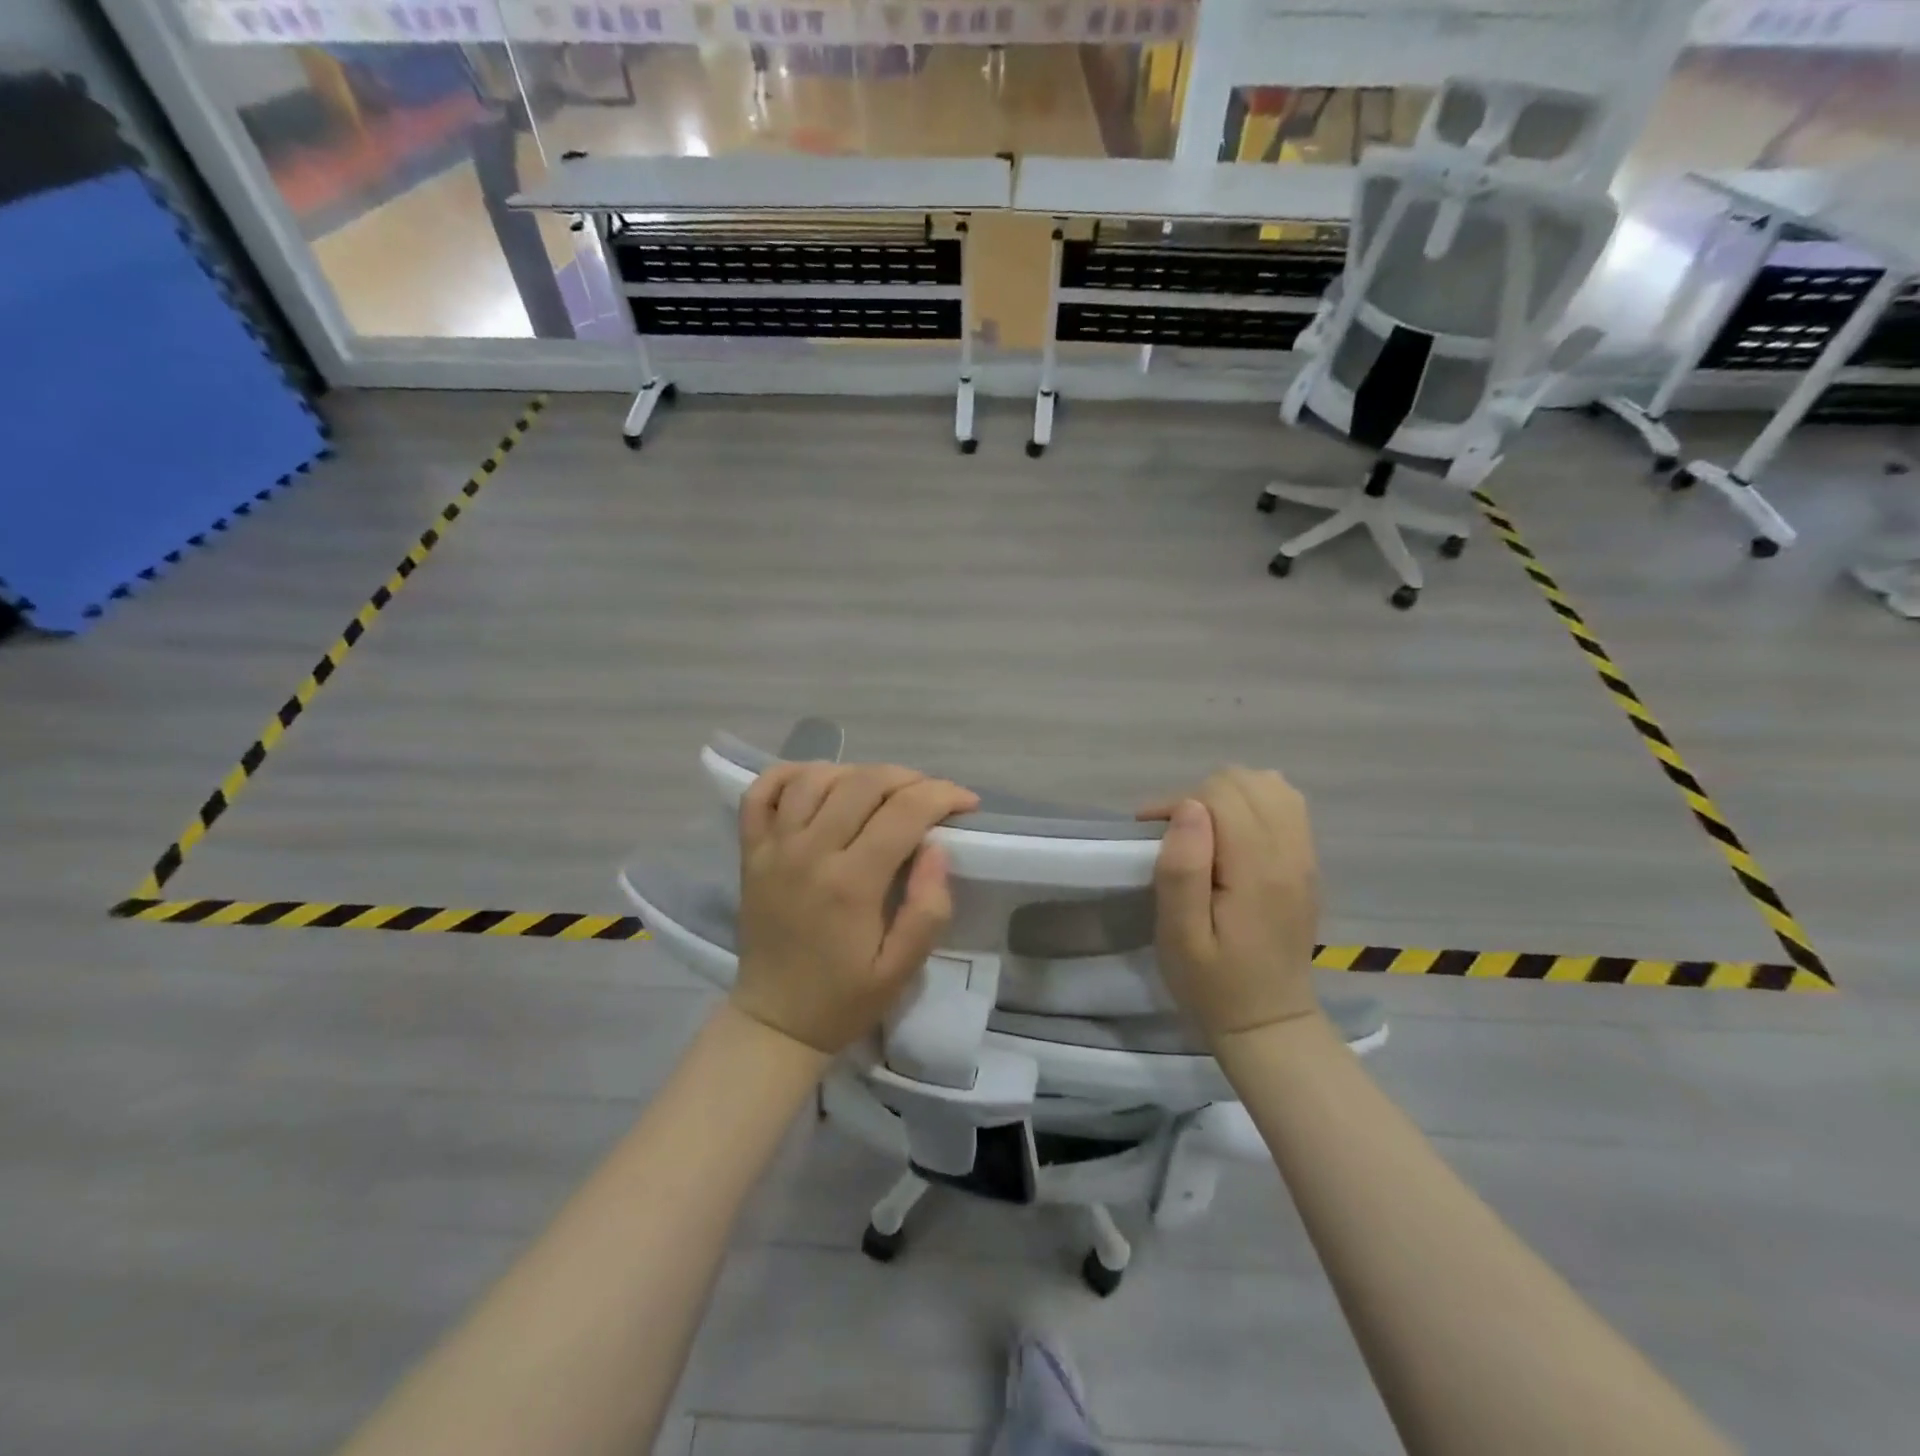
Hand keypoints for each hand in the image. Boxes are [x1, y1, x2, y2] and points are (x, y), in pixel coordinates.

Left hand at [733, 762, 979, 1055]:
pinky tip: (820, 781)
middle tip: (931, 796)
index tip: (967, 803)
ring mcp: (773, 848)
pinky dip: (792, 773)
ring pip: (816, 777)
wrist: (775, 1021)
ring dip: (857, 773)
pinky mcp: (750, 851)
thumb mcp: (902, 969)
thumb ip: (928, 909)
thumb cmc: (844, 998)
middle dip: (909, 778)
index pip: (904, 812)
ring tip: (882, 791)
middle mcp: (809, 853)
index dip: (943, 795)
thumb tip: (937, 848)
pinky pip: (762, 791)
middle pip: (863, 783)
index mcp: (851, 884)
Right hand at [1139, 768, 1321, 1039]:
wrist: (1268, 1023)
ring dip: (1231, 796)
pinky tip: (1233, 836)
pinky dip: (1255, 805)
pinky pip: (1288, 807)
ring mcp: (1306, 858)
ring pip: (1273, 786)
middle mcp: (1291, 854)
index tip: (1153, 831)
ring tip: (1206, 830)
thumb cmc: (1212, 983)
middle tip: (1177, 835)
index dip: (1180, 802)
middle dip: (1204, 795)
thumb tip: (1188, 807)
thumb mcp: (1179, 936)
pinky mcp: (1308, 865)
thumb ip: (1182, 868)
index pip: (1223, 795)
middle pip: (1249, 781)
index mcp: (1258, 871)